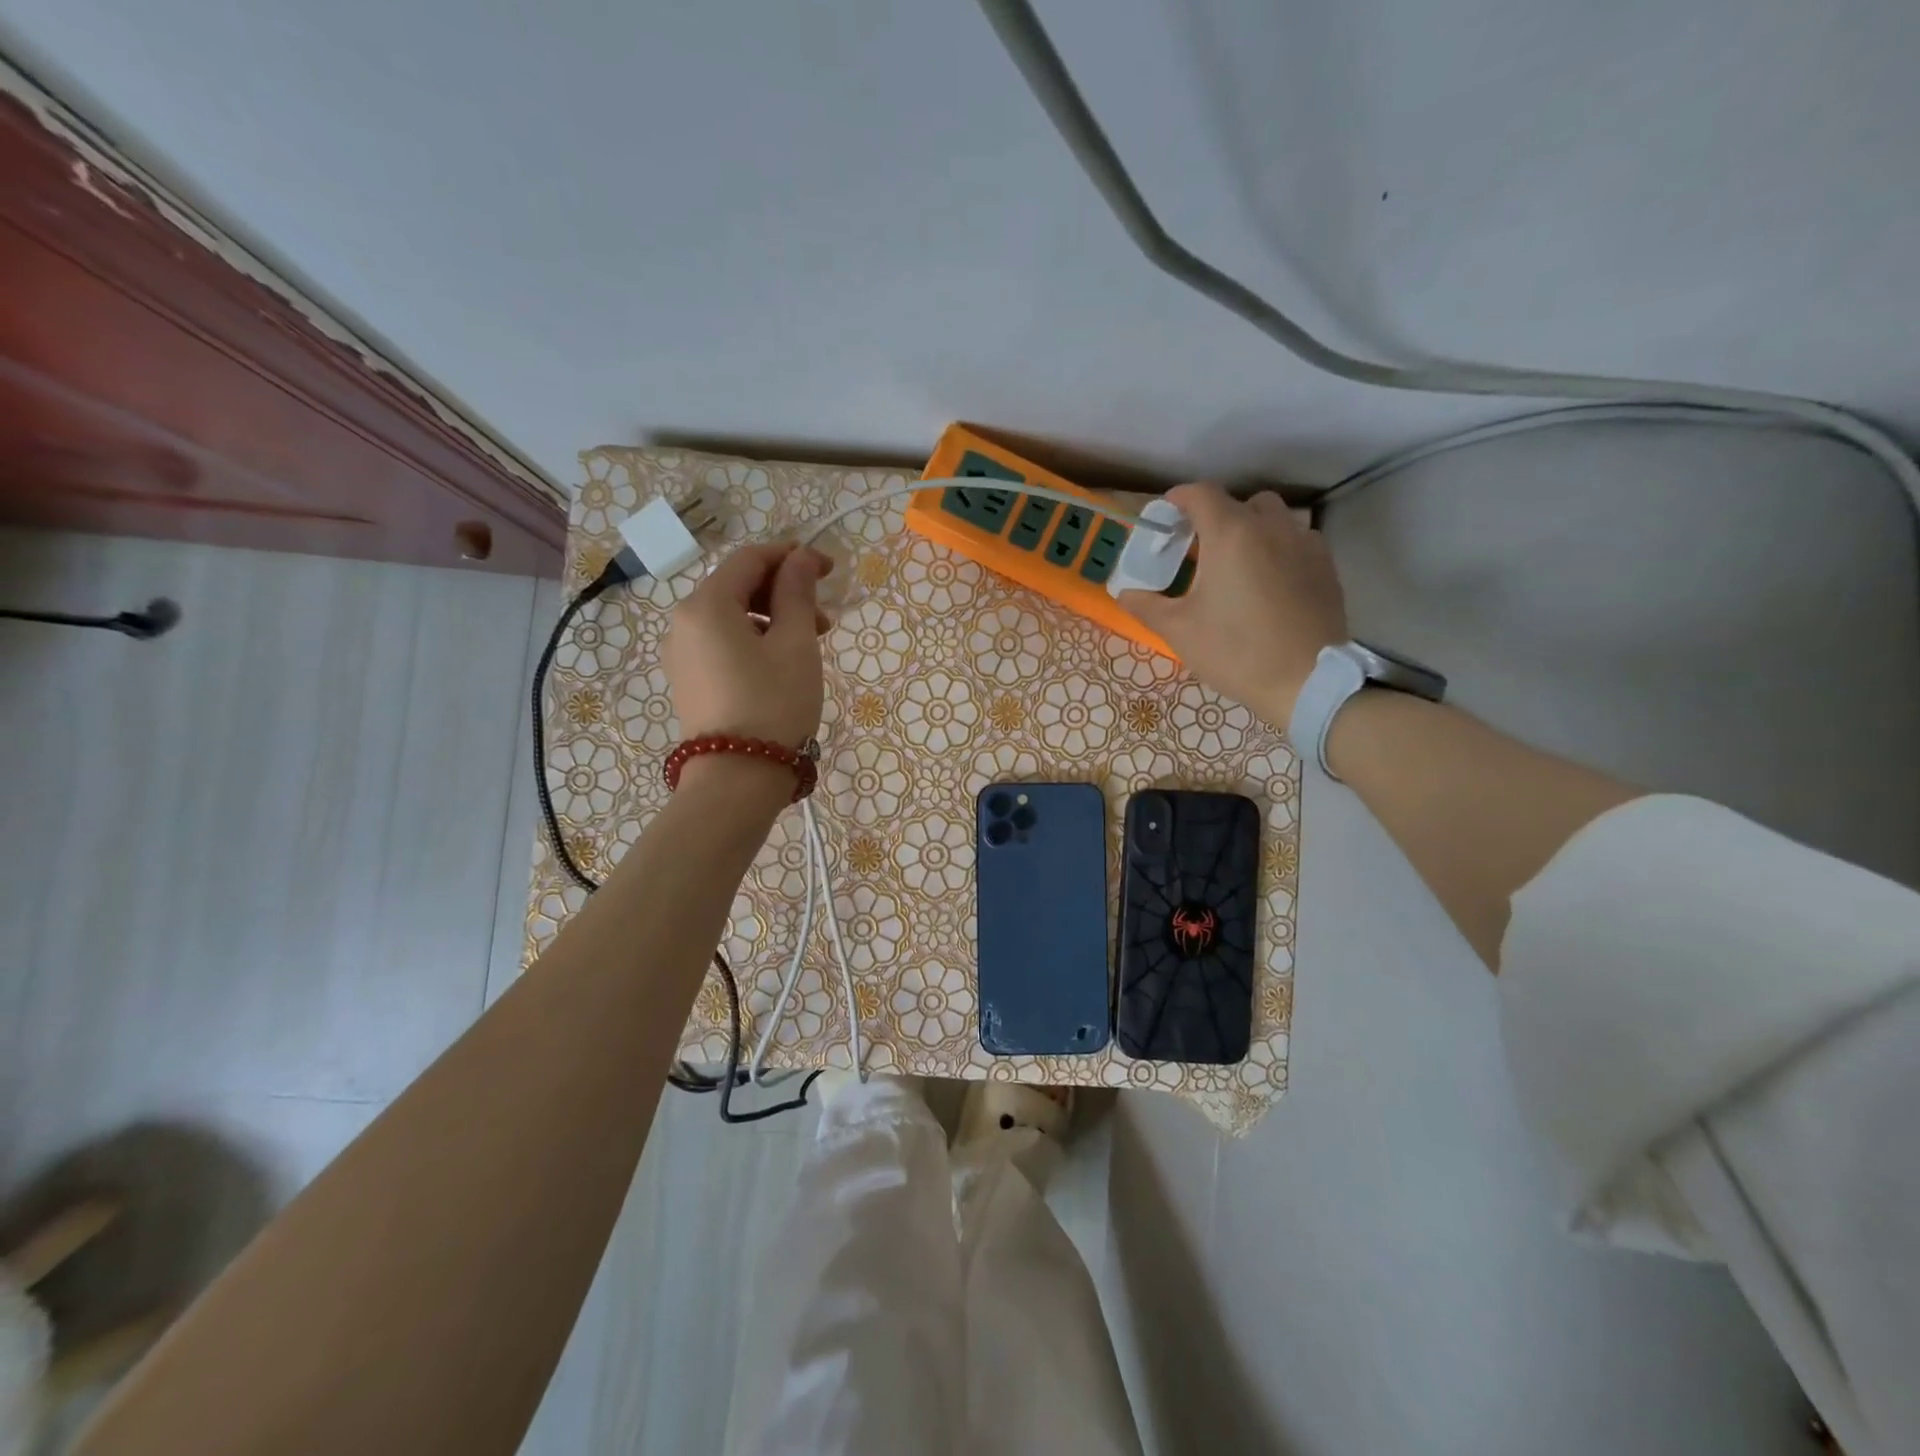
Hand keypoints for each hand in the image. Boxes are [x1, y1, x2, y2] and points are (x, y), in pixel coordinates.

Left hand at [663, 542, 830, 746]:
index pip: (750, 559)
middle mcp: (684, 622)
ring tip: (811, 643)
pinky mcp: (689, 680)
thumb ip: (797, 594)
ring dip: (773, 618)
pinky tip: (782, 662)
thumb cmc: (774, 704)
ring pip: (732, 616)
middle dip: (784, 591)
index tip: (830, 568)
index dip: (792, 556)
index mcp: (706, 605)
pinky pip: (723, 642)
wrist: (737, 779)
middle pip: (737, 586)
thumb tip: (801, 559)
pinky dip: (755, 639)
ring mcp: (682, 653)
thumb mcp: (795, 645)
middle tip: (825, 617)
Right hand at [1119, 482, 1346, 725]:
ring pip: (1275, 518)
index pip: (1201, 495)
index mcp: (1230, 535)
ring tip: (1237, 562)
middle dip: (1217, 516)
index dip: (1179, 498)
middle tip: (1200, 546)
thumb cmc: (1235, 651)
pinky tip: (1269, 581)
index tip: (1166, 513)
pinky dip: (1278, 548)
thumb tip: (1124, 593)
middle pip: (1240, 503)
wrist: (1306, 681)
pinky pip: (1297, 541)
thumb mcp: (1179, 631)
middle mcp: (1270, 527)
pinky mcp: (1325, 566)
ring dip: (1251, 528)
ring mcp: (1304, 544)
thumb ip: (1146, 605)